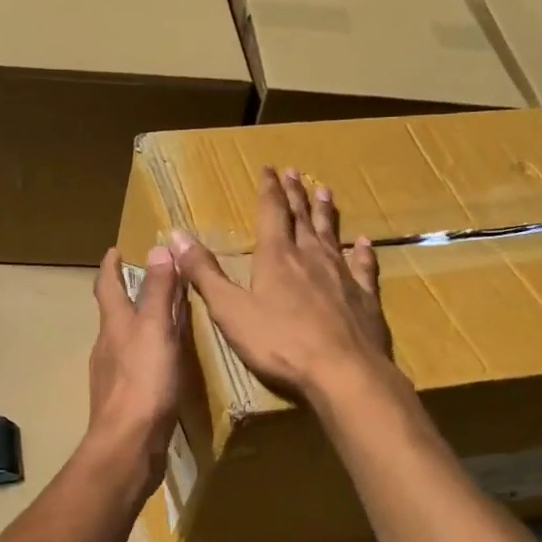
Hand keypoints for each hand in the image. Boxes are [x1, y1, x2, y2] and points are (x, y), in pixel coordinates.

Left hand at [87, 245, 185, 465]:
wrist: (128, 444)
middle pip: (113, 312)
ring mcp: (112, 375)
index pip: (107, 285)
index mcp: (114, 324)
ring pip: (123, 339)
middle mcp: (107, 345)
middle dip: (126, 294)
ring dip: (137, 324)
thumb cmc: (143, 381)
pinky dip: (146, 353)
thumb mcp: (155, 329)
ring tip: (161, 319)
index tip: (115, 250)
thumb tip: (158, 247)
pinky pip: (134, 365)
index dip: (111, 266)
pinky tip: (162, 363)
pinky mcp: (123, 400)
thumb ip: (157, 291)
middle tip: (147, 281)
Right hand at [169, 167, 391, 404]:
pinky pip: (364, 267)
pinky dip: (363, 252)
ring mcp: (342, 275)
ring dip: (325, 213)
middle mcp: (310, 257)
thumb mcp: (230, 309)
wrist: (343, 372)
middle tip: (295, 172)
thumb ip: (204, 273)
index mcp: (276, 257)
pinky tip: (365, 242)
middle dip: (295, 194)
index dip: (268, 189)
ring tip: (325, 191)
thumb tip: (176, 235)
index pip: (271, 213)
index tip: (269, 168)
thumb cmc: (279, 343)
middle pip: (301, 218)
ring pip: (331, 235)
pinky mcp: (365, 298)